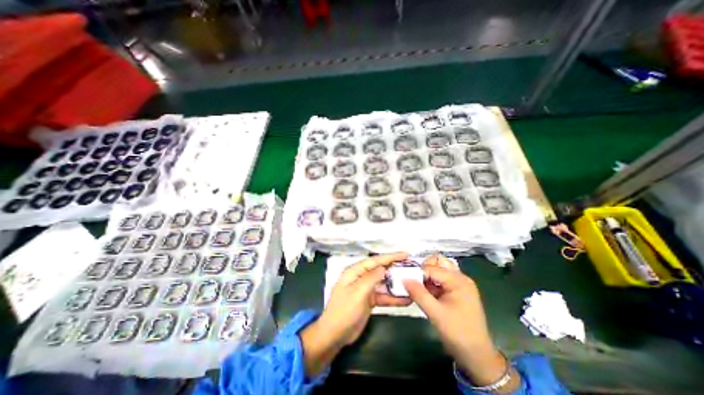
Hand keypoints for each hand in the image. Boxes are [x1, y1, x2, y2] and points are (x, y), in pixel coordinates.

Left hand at [301, 254, 413, 375]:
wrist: (335, 335)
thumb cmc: (344, 311)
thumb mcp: (358, 292)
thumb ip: (371, 278)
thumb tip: (384, 267)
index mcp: (355, 272)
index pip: (375, 261)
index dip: (390, 257)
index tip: (404, 254)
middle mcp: (361, 278)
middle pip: (380, 270)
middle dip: (395, 268)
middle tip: (411, 267)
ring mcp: (366, 289)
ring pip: (383, 283)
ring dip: (396, 284)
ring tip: (412, 283)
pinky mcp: (369, 300)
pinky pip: (383, 296)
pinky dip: (393, 298)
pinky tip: (406, 299)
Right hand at [405, 256, 517, 391]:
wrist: (477, 356)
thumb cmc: (458, 333)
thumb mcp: (435, 313)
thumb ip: (418, 294)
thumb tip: (403, 279)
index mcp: (458, 280)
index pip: (432, 268)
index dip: (417, 273)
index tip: (405, 280)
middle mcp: (460, 278)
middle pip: (438, 262)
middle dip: (424, 269)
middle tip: (414, 281)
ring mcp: (459, 284)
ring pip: (439, 269)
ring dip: (427, 275)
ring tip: (419, 287)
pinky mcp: (457, 291)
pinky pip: (441, 279)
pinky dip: (431, 282)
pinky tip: (425, 293)